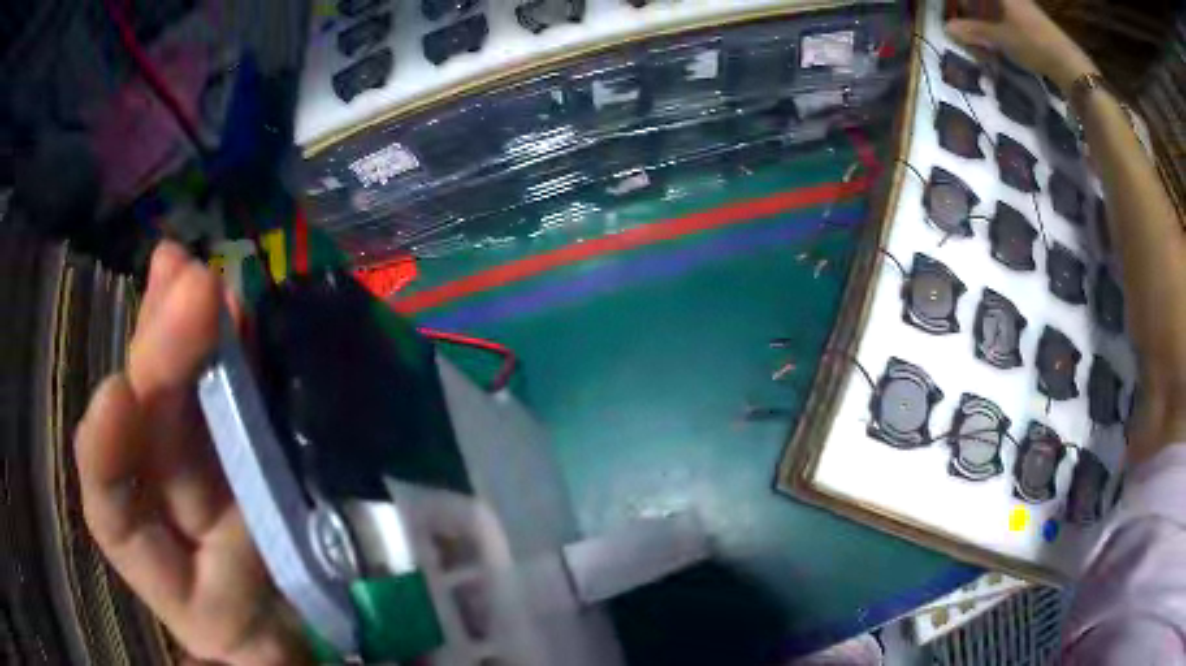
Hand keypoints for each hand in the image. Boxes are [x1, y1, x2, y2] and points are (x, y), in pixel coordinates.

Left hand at [75, 242, 309, 664]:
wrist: (360, 632)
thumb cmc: (310, 651)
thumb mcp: (269, 662)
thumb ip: (236, 662)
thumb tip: (208, 665)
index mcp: (187, 586)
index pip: (120, 523)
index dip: (107, 460)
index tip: (120, 395)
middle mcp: (192, 524)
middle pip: (158, 434)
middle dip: (161, 357)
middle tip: (188, 283)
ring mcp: (229, 481)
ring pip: (192, 399)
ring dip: (187, 330)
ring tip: (189, 268)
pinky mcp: (269, 450)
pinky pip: (245, 392)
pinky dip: (238, 346)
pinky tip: (237, 299)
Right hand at [946, 0, 1097, 90]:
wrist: (1070, 64)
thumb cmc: (1033, 42)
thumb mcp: (1001, 38)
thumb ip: (975, 31)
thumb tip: (947, 27)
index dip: (967, 4)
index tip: (956, 9)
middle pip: (991, 3)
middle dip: (977, 10)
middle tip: (967, 22)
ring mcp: (1026, 10)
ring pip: (1001, 10)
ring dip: (989, 19)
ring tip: (981, 34)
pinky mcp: (1036, 25)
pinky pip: (1012, 18)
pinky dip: (1002, 26)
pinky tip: (1001, 39)